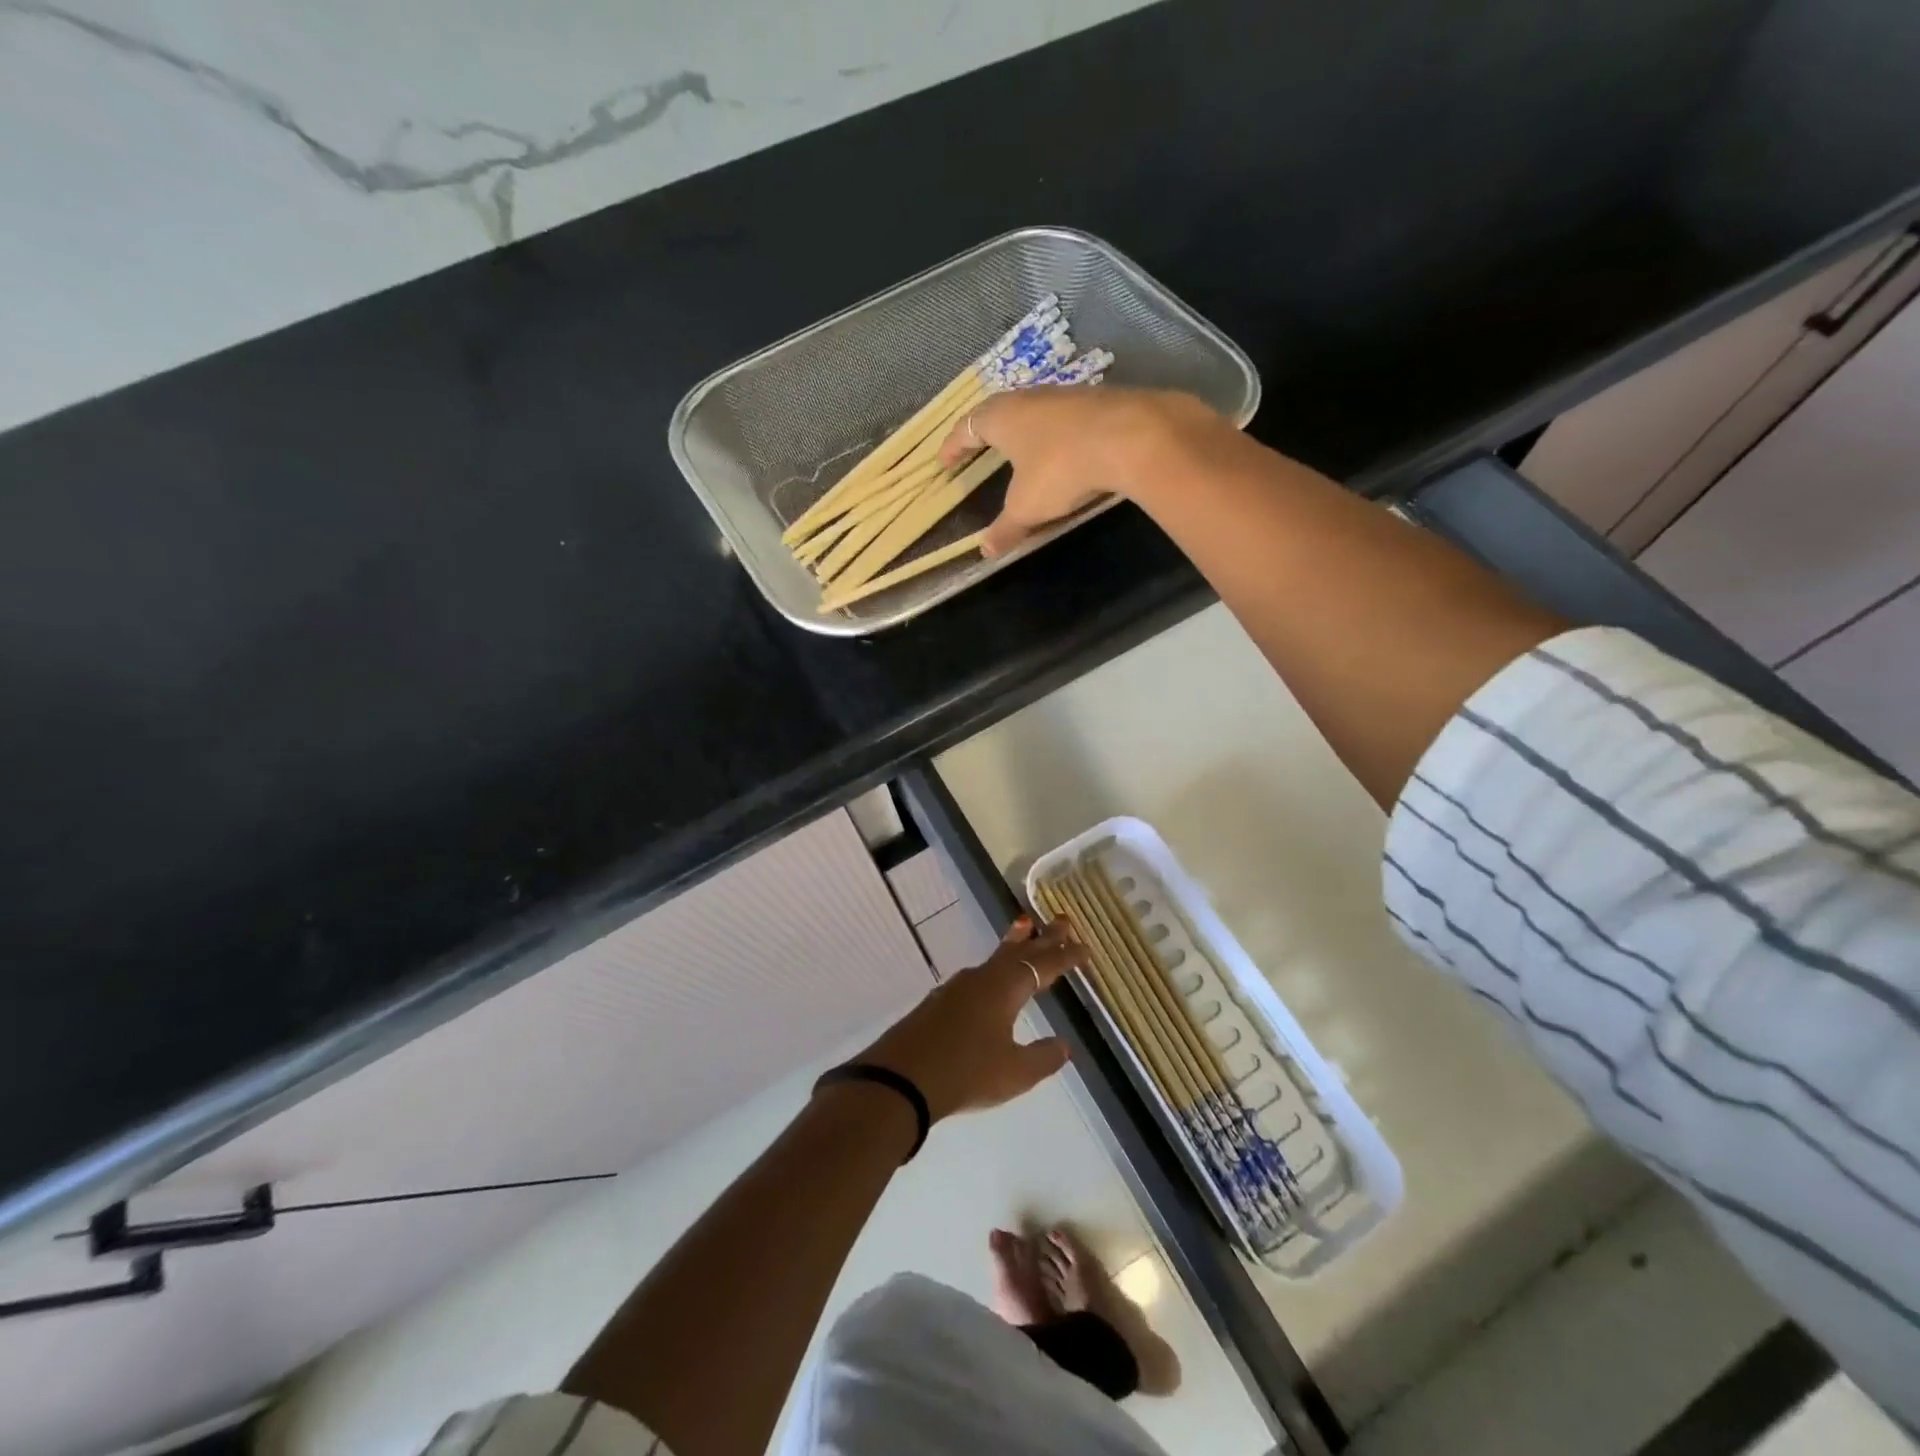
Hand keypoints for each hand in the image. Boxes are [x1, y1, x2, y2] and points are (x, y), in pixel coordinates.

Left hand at [854, 917, 1087, 1121]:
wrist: (901, 1078)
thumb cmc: (965, 1072)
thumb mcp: (1014, 1073)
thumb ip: (1043, 1057)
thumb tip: (1064, 1045)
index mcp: (1005, 989)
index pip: (1043, 966)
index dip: (1066, 957)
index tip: (1085, 948)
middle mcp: (982, 979)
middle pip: (1019, 951)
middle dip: (1043, 938)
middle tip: (1062, 920)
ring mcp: (957, 987)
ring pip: (995, 958)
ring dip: (1015, 944)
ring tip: (1025, 927)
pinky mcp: (940, 1001)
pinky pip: (979, 973)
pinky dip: (995, 965)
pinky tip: (991, 976)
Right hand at [938, 386, 1236, 557]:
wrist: (1131, 437)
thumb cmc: (1062, 469)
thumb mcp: (1027, 507)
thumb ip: (1006, 528)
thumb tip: (985, 551)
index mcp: (1002, 417)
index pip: (967, 427)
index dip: (954, 445)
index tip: (944, 460)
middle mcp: (1030, 398)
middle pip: (999, 411)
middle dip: (987, 432)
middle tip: (979, 449)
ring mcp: (1066, 396)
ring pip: (1035, 411)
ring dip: (1024, 430)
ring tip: (1021, 451)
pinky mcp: (1098, 402)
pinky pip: (1065, 420)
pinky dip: (1056, 435)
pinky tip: (1063, 451)